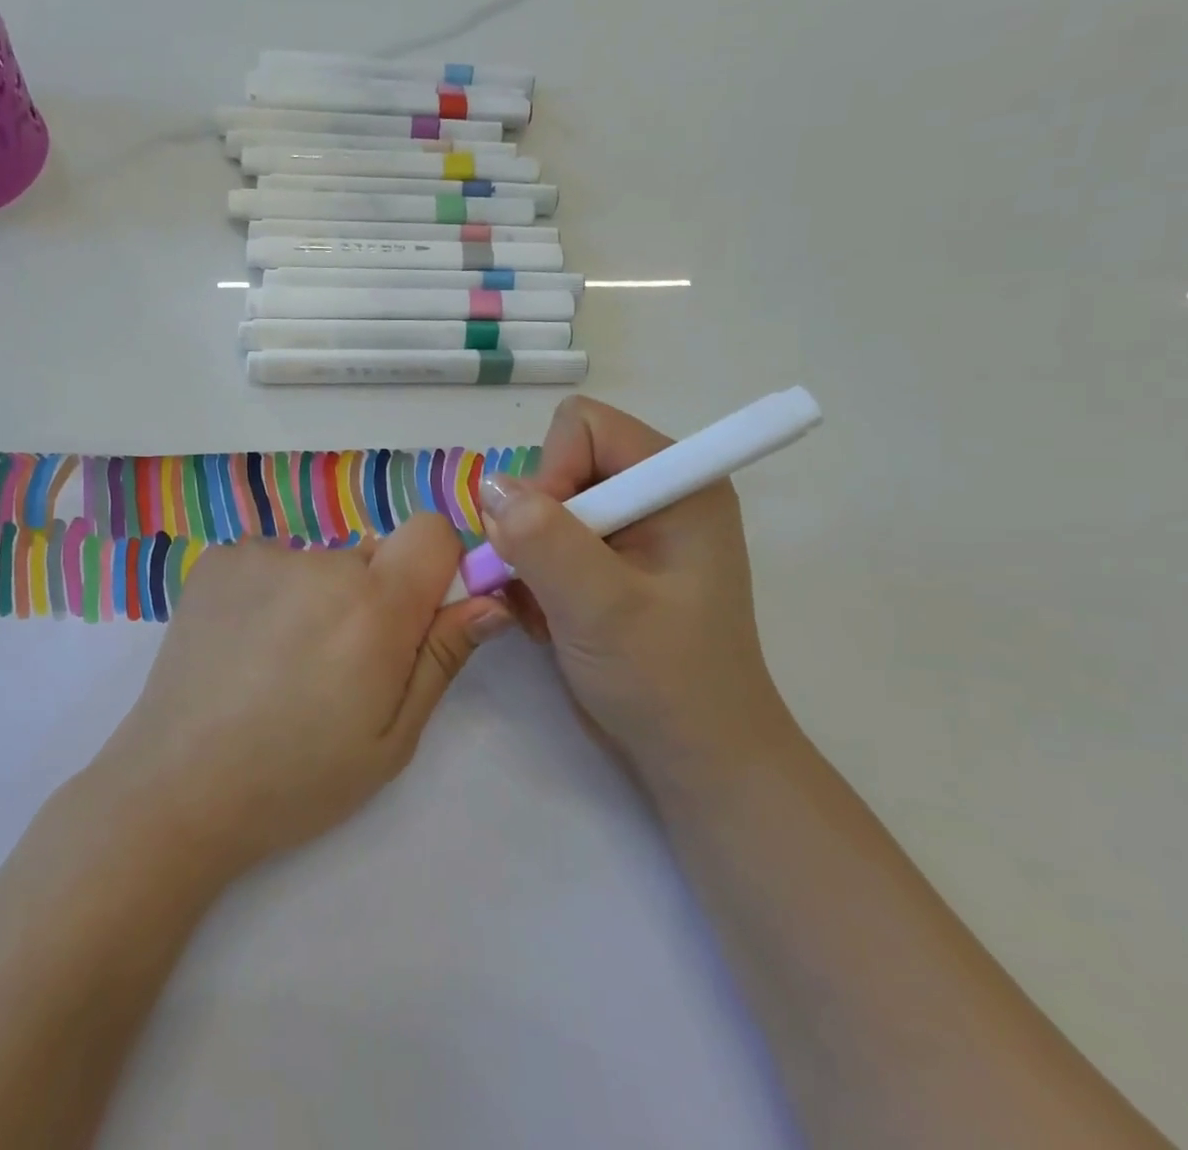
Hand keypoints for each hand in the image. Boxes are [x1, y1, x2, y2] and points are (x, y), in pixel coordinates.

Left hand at [88, 515, 511, 878]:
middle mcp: (321, 562)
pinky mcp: (219, 559)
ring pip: (320, 562)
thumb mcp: (392, 738)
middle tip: (340, 663)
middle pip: (374, 554)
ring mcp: (261, 554)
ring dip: (319, 597)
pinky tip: (246, 646)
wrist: (176, 787)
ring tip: (282, 662)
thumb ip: (442, 656)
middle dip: (374, 596)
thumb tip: (490, 599)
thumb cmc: (298, 778)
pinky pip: (271, 562)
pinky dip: (271, 592)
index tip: (420, 615)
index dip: (437, 567)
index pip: (432, 532)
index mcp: (374, 606)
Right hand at [476, 396, 795, 788]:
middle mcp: (652, 494)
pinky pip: (542, 540)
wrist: (696, 762)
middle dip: (533, 520)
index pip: (585, 426)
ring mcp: (628, 530)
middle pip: (558, 463)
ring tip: (545, 607)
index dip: (552, 470)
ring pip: (541, 505)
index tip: (543, 537)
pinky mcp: (605, 563)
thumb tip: (491, 487)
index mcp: (677, 482)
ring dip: (526, 553)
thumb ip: (545, 539)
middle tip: (537, 578)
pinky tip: (547, 618)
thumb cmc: (666, 682)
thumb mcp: (603, 608)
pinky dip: (531, 575)